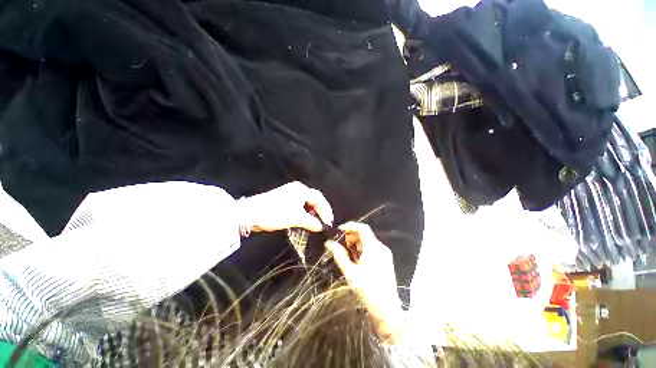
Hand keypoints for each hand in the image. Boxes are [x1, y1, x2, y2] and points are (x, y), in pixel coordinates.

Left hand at [239, 181, 333, 232]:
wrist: (250, 213)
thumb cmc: (276, 213)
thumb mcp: (296, 218)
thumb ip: (311, 222)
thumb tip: (320, 226)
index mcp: (301, 190)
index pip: (319, 198)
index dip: (326, 210)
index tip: (329, 222)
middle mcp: (296, 189)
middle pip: (313, 200)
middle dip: (319, 211)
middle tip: (324, 223)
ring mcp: (288, 194)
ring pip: (305, 203)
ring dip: (311, 213)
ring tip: (314, 223)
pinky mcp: (282, 200)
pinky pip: (298, 206)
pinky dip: (303, 213)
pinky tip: (303, 221)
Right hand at [326, 222, 404, 342]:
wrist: (387, 310)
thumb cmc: (368, 291)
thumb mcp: (350, 273)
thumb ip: (339, 256)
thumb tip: (329, 243)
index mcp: (373, 248)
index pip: (362, 228)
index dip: (350, 226)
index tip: (339, 230)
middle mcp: (381, 248)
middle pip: (365, 234)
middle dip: (351, 237)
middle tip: (342, 246)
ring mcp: (384, 254)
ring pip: (367, 241)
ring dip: (356, 244)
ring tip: (348, 255)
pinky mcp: (385, 260)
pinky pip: (372, 249)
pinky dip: (362, 250)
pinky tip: (356, 260)